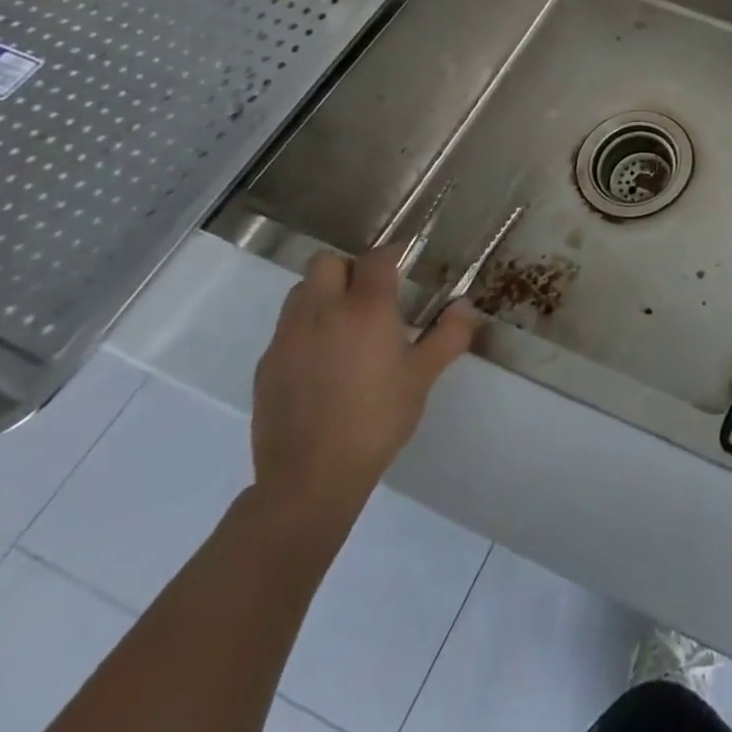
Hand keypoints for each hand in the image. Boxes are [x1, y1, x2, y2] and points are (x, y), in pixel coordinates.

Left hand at [250, 245, 477, 537]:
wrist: (309, 478)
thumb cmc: (377, 419)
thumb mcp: (424, 377)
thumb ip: (449, 335)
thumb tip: (465, 306)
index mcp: (366, 309)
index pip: (376, 259)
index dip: (393, 254)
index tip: (406, 262)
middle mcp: (322, 312)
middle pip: (326, 262)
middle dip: (349, 268)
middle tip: (371, 293)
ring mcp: (288, 339)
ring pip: (301, 292)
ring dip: (323, 294)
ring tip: (345, 324)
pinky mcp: (266, 366)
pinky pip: (286, 329)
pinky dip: (305, 329)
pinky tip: (323, 362)